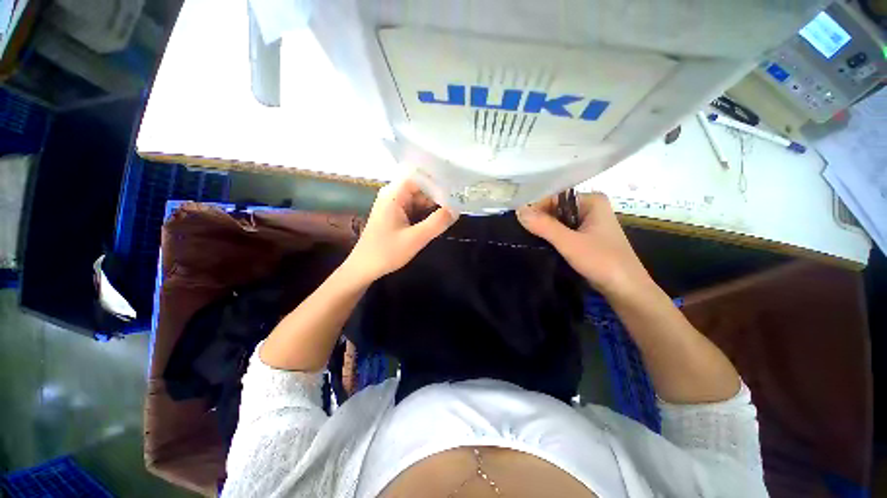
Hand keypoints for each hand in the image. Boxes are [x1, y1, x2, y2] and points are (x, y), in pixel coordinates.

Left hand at [344, 177, 457, 284]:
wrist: (364, 268)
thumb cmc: (387, 252)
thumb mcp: (416, 238)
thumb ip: (437, 222)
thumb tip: (456, 209)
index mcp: (394, 194)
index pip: (420, 178)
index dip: (437, 182)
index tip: (455, 190)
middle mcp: (392, 195)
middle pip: (420, 188)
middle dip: (437, 196)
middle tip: (457, 204)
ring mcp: (392, 205)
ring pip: (418, 200)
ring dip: (432, 206)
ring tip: (451, 212)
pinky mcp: (394, 215)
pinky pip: (413, 209)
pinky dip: (425, 214)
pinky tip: (437, 221)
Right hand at [517, 192, 652, 297]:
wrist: (626, 290)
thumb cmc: (602, 261)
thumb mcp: (569, 242)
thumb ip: (543, 226)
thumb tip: (518, 211)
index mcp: (592, 201)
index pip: (555, 198)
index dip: (536, 208)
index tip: (519, 222)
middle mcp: (591, 208)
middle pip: (556, 209)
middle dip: (539, 219)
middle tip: (520, 231)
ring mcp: (589, 224)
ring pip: (559, 221)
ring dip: (544, 229)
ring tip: (526, 237)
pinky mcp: (586, 238)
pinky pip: (563, 232)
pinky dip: (552, 237)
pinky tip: (540, 244)